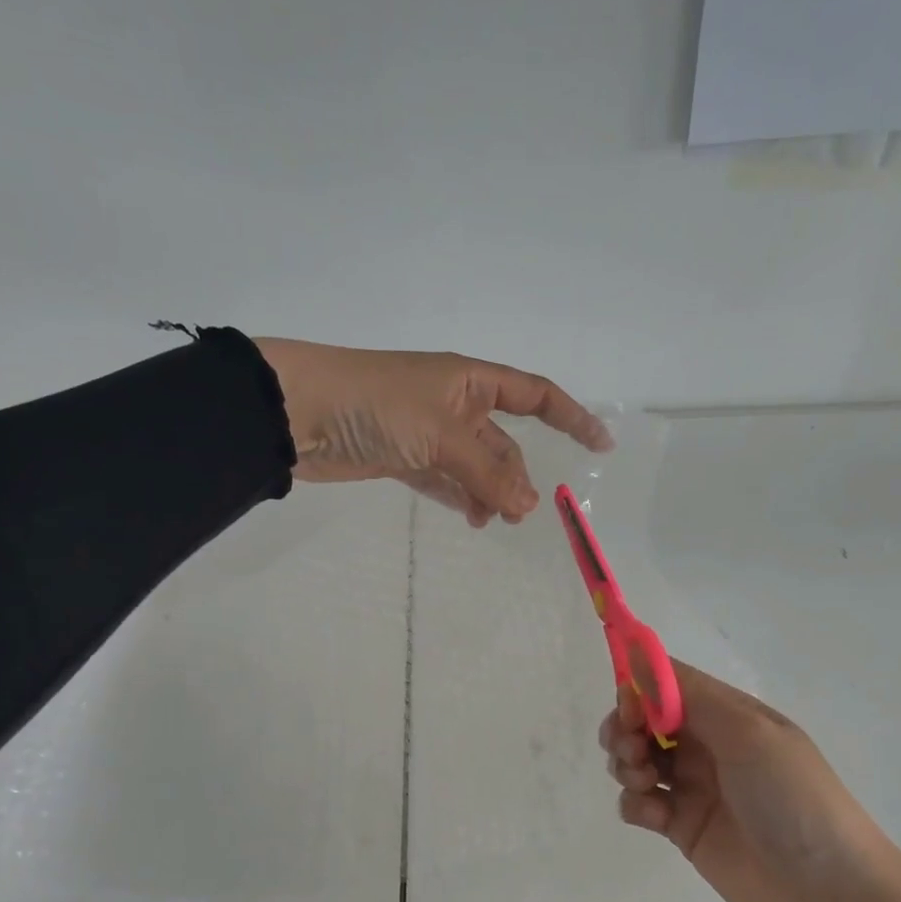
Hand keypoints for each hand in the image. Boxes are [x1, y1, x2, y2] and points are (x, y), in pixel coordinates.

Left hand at [253, 338, 612, 526]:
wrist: (299, 412)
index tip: (601, 445)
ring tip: (491, 521)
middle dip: (515, 476)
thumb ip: (486, 472)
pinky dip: (460, 498)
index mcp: (470, 381)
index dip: (571, 417)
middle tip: (518, 514)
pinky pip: (446, 480)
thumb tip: (529, 506)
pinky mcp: (404, 457)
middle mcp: (454, 403)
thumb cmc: (376, 405)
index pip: (535, 396)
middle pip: (503, 443)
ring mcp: (428, 432)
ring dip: (488, 493)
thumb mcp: (441, 434)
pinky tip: (469, 517)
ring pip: (475, 466)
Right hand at [600, 662, 900, 901]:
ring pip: (636, 758)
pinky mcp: (682, 828)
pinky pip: (640, 802)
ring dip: (626, 763)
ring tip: (644, 782)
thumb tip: (636, 650)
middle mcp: (708, 744)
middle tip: (632, 750)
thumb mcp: (749, 734)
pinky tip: (655, 815)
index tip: (629, 710)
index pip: (669, 684)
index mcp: (728, 714)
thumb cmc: (792, 798)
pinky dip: (636, 803)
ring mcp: (694, 787)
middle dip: (625, 728)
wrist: (830, 893)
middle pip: (645, 720)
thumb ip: (690, 695)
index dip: (640, 689)